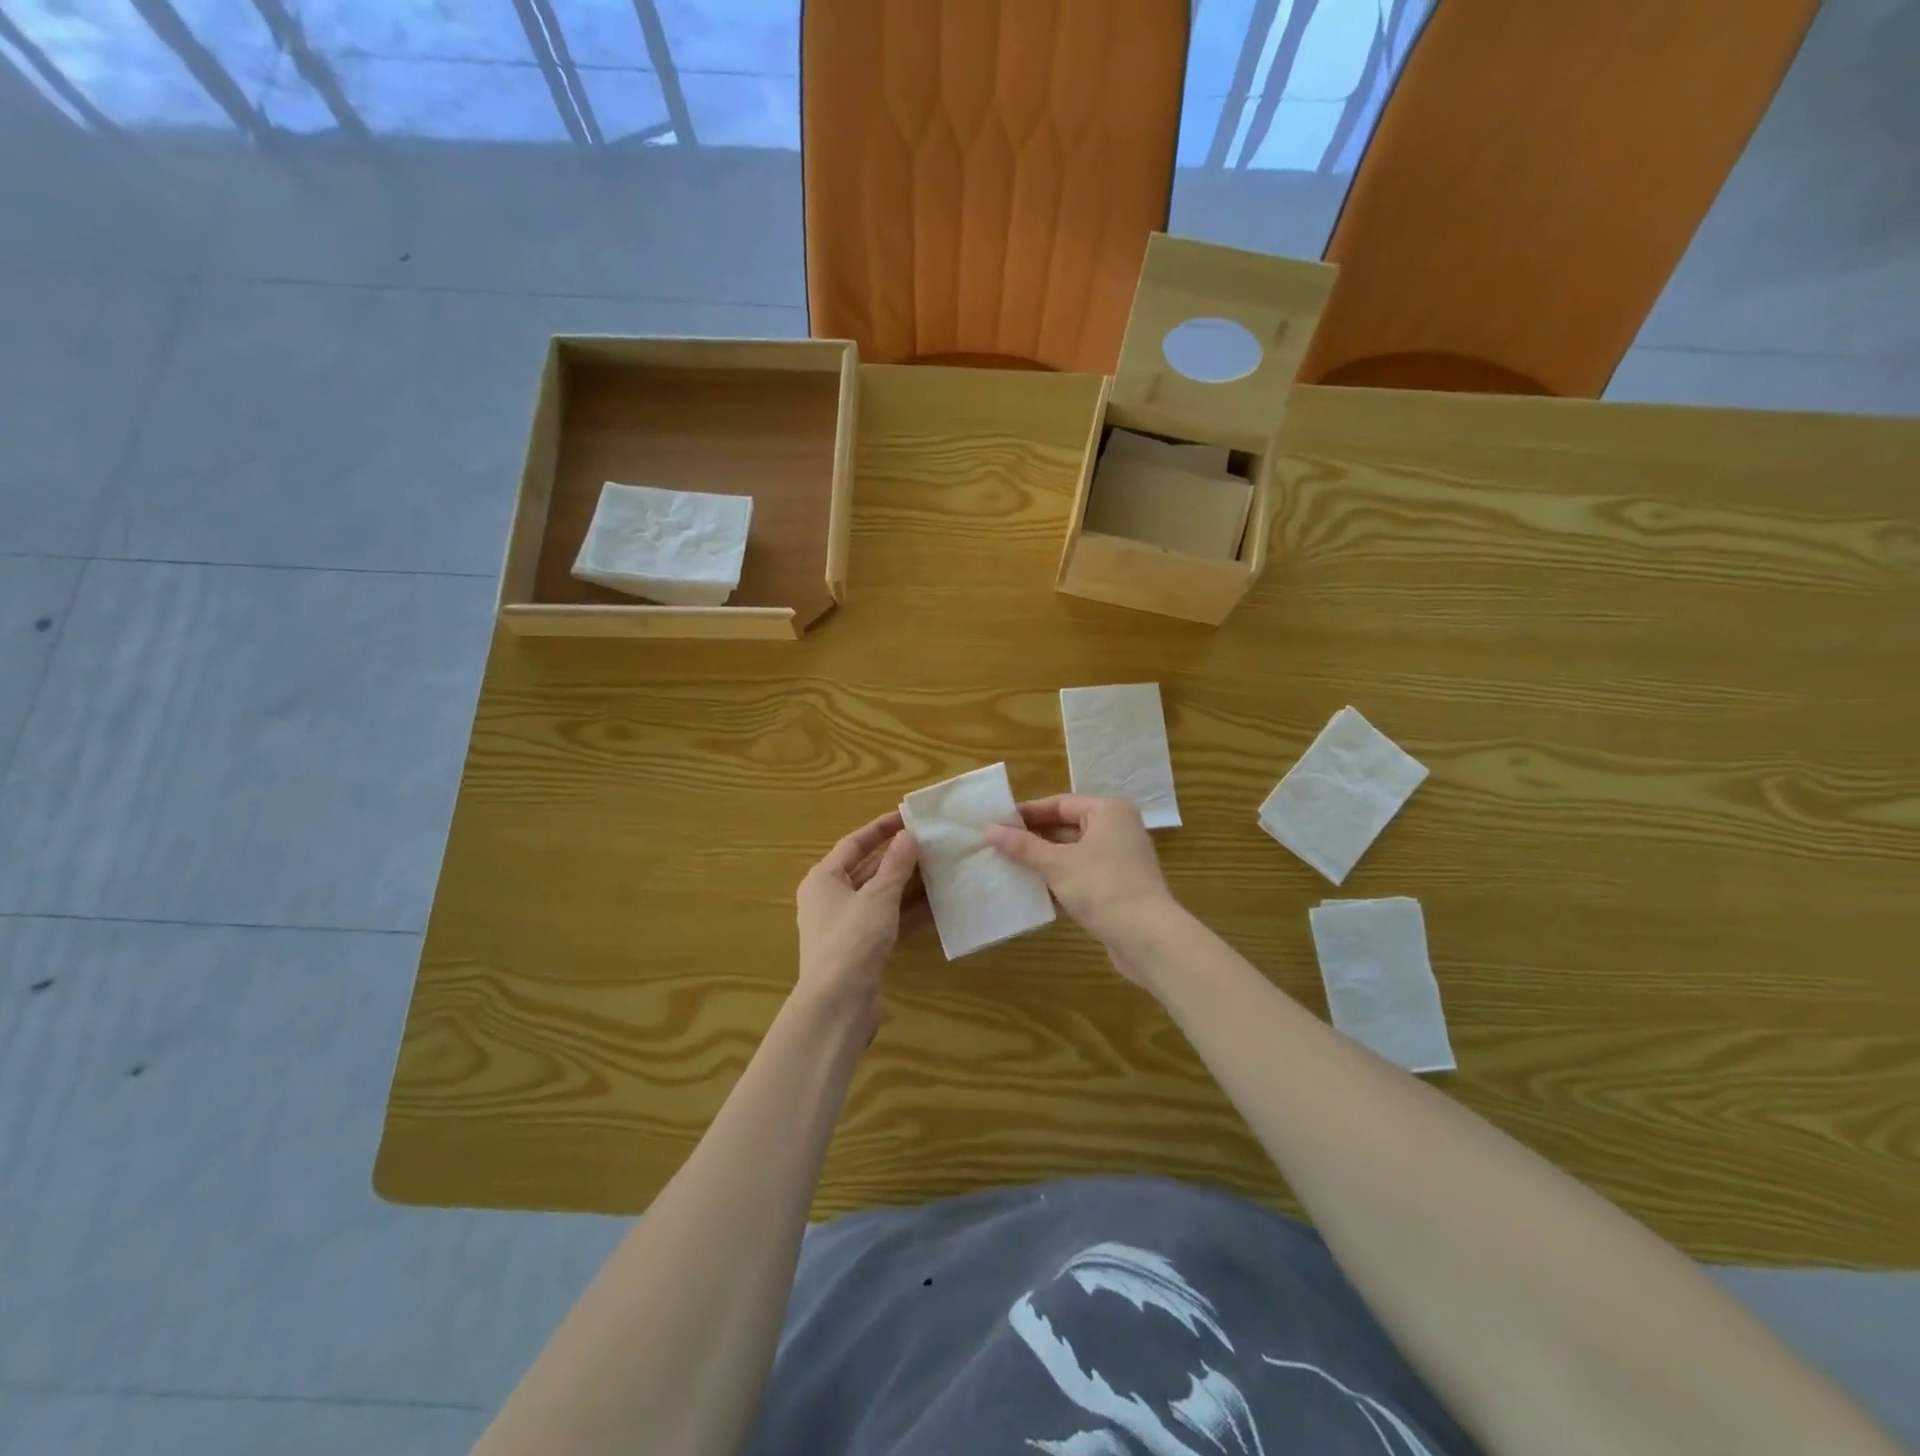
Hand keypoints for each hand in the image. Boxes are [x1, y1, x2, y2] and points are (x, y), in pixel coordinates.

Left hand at [795, 811, 925, 1019]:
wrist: (837, 1007)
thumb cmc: (851, 941)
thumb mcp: (878, 897)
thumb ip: (896, 864)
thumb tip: (909, 834)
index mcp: (824, 879)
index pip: (854, 843)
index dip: (881, 828)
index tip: (909, 816)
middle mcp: (831, 898)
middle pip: (869, 869)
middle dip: (900, 857)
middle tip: (932, 843)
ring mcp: (846, 926)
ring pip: (881, 896)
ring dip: (909, 885)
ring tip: (941, 870)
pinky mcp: (862, 949)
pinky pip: (888, 921)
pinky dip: (909, 913)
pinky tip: (938, 907)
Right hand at [982, 796, 1176, 975]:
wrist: (1148, 937)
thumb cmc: (1102, 887)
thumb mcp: (1057, 864)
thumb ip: (1023, 846)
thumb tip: (989, 829)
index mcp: (1108, 812)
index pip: (1060, 803)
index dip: (1028, 812)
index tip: (998, 821)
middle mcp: (1118, 829)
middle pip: (1067, 827)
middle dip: (1034, 838)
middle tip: (999, 845)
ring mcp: (1120, 860)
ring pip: (1074, 853)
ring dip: (1045, 861)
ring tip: (1009, 866)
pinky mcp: (1119, 887)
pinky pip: (1082, 875)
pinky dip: (1060, 880)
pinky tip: (1033, 890)